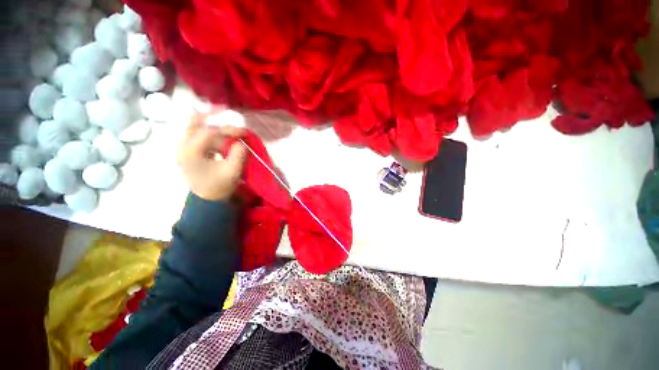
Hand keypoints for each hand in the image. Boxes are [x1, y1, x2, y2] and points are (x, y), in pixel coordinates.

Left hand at [177, 114, 246, 201]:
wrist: (207, 199)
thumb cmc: (219, 186)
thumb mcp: (232, 172)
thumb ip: (238, 155)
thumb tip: (241, 143)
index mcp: (190, 153)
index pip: (209, 132)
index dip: (228, 129)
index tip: (244, 132)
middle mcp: (183, 146)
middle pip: (196, 123)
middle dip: (214, 119)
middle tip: (229, 117)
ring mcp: (185, 148)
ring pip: (198, 128)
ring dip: (216, 129)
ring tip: (232, 133)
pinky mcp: (190, 150)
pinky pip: (200, 135)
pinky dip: (213, 134)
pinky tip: (225, 138)